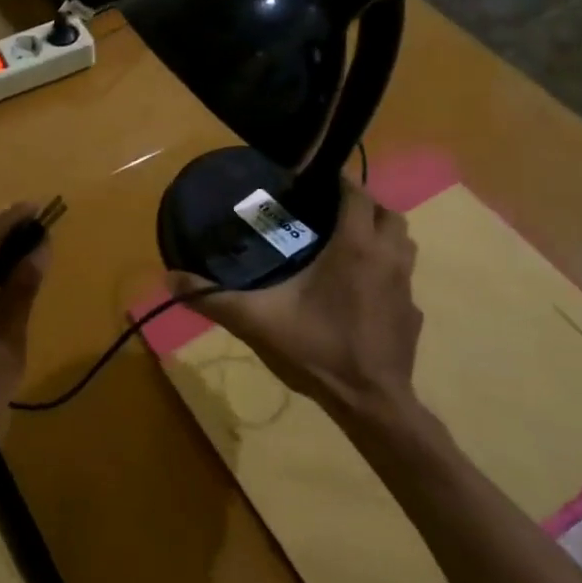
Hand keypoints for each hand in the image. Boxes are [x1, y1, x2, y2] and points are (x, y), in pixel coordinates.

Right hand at [168, 178, 422, 424]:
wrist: (370, 403)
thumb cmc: (317, 350)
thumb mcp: (257, 321)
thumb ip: (213, 298)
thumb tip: (169, 278)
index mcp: (355, 247)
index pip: (357, 194)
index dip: (340, 181)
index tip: (315, 179)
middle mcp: (388, 258)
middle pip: (388, 213)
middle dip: (363, 205)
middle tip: (328, 213)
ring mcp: (406, 287)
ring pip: (403, 242)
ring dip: (381, 234)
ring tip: (346, 243)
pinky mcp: (412, 314)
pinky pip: (402, 278)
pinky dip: (385, 272)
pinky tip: (359, 291)